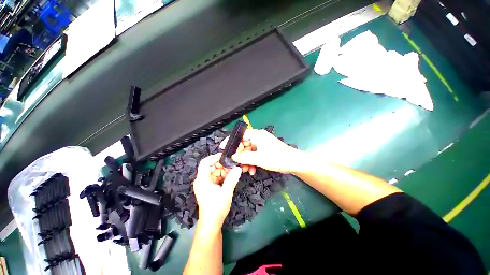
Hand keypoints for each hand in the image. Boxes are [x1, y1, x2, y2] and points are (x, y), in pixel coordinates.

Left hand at [193, 153, 241, 226]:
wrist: (212, 223)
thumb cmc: (216, 208)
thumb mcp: (226, 193)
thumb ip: (232, 179)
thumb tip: (239, 168)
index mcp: (202, 180)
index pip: (205, 163)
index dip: (214, 157)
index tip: (225, 156)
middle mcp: (202, 180)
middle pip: (212, 166)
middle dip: (223, 165)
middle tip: (234, 165)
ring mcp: (206, 183)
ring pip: (216, 171)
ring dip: (225, 170)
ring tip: (234, 171)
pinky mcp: (210, 186)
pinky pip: (217, 176)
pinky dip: (224, 175)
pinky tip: (231, 176)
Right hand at [223, 129, 299, 173]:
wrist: (293, 163)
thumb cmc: (277, 158)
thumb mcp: (259, 158)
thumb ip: (244, 157)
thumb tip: (232, 156)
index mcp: (257, 135)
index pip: (240, 134)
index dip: (231, 141)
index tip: (224, 148)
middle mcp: (258, 138)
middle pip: (243, 144)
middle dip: (239, 155)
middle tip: (235, 164)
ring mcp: (261, 145)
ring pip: (248, 151)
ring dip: (245, 161)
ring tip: (245, 170)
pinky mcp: (264, 151)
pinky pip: (254, 155)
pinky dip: (252, 162)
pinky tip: (252, 170)